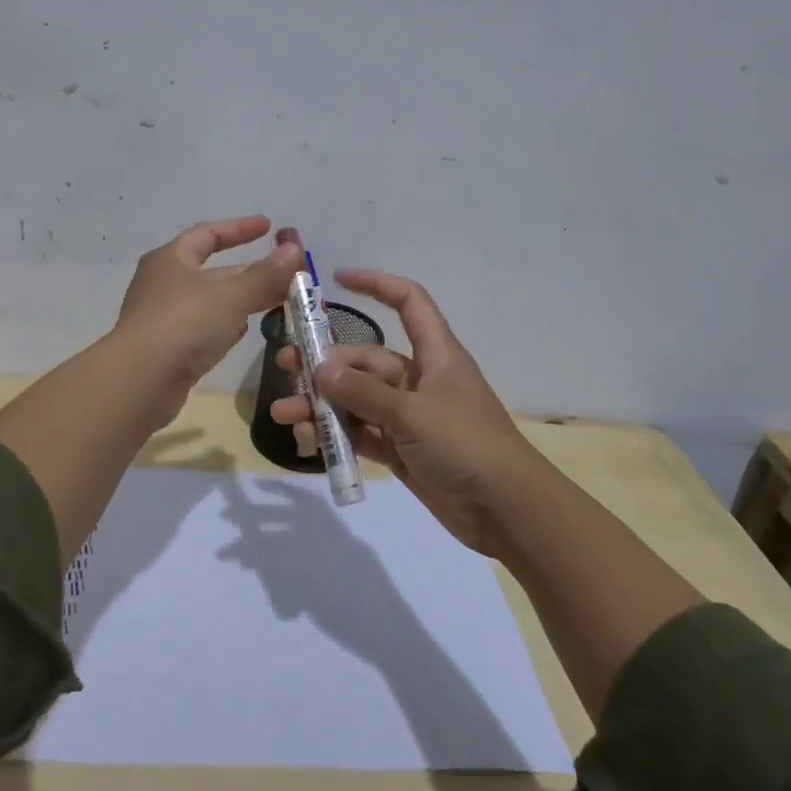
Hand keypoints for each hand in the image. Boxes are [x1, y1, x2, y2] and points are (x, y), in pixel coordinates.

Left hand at [113, 216, 303, 408]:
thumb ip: (265, 274)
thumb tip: (294, 249)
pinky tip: (244, 332)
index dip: (239, 228)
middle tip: (284, 274)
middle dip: (248, 271)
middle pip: (212, 270)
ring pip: (210, 302)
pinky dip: (225, 326)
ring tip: (274, 301)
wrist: (140, 382)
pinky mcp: (167, 349)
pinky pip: (203, 329)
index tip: (269, 227)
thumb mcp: (231, 295)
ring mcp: (163, 318)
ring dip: (240, 300)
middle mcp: (163, 284)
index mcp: (171, 259)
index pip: (207, 233)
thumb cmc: (184, 324)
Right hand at [270, 270, 546, 556]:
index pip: (408, 302)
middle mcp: (419, 379)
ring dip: (322, 404)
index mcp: (435, 354)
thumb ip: (363, 392)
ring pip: (357, 400)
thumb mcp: (412, 413)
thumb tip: (320, 368)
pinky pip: (361, 433)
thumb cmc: (465, 445)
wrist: (507, 511)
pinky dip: (335, 435)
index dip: (377, 284)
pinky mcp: (401, 450)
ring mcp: (408, 417)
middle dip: (325, 363)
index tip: (337, 279)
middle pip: (366, 359)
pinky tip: (306, 440)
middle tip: (286, 367)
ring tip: (284, 414)